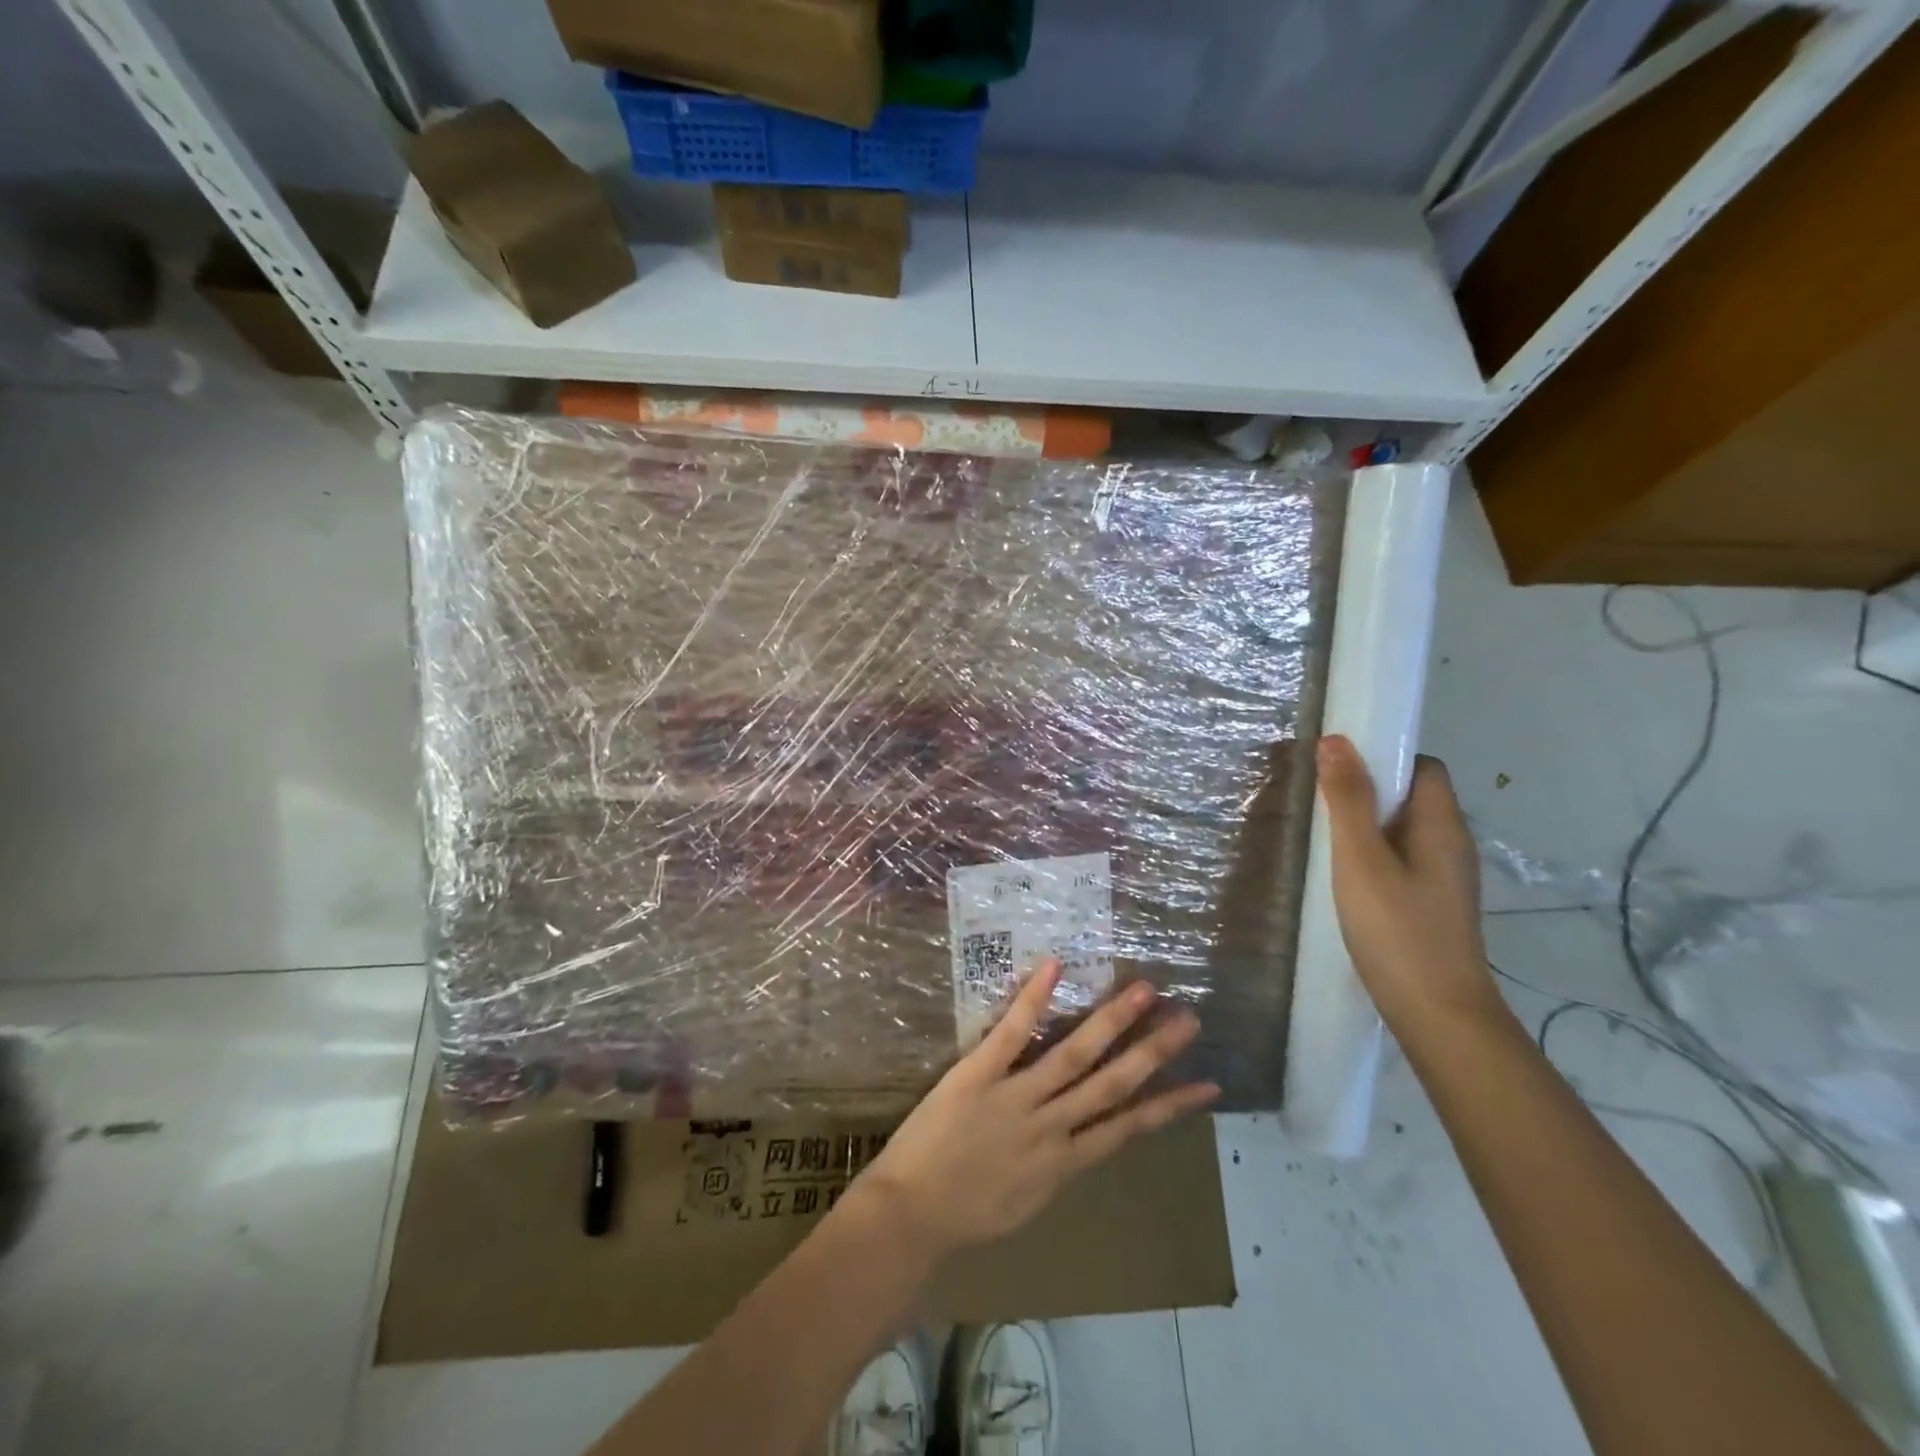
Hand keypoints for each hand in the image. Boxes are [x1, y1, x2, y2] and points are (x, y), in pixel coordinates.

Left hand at [857, 961, 1218, 1261]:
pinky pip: (1011, 1033)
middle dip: (1154, 1051)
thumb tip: (1082, 1140)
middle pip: (1112, 1084)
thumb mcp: (1026, 1204)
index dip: (1170, 1105)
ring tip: (1144, 990)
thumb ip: (1056, 1168)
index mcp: (1064, 1163)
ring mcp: (1015, 1098)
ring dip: (1112, 1021)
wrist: (909, 1218)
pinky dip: (1034, 999)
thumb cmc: (965, 1216)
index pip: (1128, 1127)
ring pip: (1074, 1055)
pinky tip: (1054, 966)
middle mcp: (1051, 1127)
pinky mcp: (978, 1075)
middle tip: (1189, 1019)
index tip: (1207, 1084)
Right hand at [1316, 734, 1498, 1028]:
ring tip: (1321, 831)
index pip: (1423, 767)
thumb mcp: (1360, 859)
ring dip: (1366, 823)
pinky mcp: (1431, 906)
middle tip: (1317, 796)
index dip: (1384, 757)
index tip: (1337, 764)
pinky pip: (1401, 860)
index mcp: (1442, 826)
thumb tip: (1335, 740)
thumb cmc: (1397, 930)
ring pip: (1404, 831)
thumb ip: (1347, 800)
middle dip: (1368, 789)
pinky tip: (1341, 874)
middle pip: (1413, 798)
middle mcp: (1451, 845)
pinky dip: (1372, 854)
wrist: (1438, 1015)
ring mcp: (1444, 880)